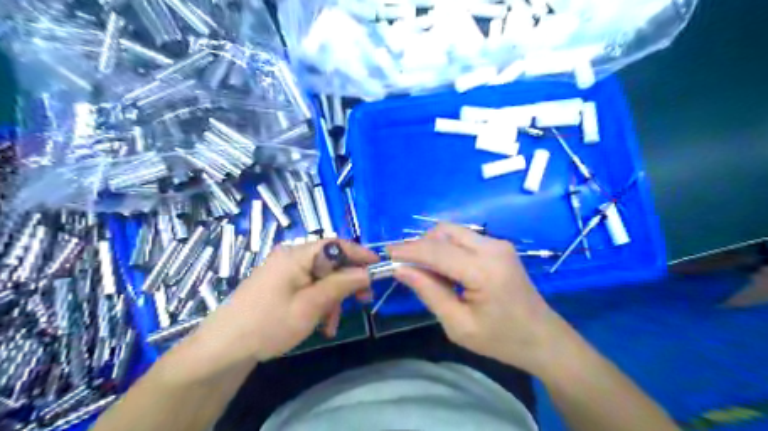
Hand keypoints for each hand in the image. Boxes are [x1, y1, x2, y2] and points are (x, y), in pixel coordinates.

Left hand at [190, 239, 377, 366]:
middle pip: (329, 261)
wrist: (223, 349)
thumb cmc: (268, 324)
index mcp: (296, 255)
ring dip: (332, 297)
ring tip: (332, 324)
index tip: (379, 267)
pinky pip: (308, 286)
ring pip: (321, 277)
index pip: (335, 244)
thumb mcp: (310, 306)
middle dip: (347, 281)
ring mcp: (283, 270)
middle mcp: (290, 256)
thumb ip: (341, 285)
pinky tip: (320, 323)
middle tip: (363, 300)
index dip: (359, 254)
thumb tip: (367, 272)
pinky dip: (318, 302)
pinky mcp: (280, 284)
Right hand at [390, 224, 561, 375]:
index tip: (385, 253)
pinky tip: (444, 268)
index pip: (436, 251)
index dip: (408, 250)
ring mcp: (498, 244)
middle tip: (405, 265)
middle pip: (444, 231)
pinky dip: (447, 248)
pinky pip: (464, 238)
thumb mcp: (459, 325)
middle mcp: (492, 248)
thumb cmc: (501, 340)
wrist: (543, 338)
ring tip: (424, 270)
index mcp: (483, 270)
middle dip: (420, 244)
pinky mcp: (499, 246)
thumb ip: (429, 292)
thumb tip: (401, 269)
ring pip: (453, 231)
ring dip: (433, 245)